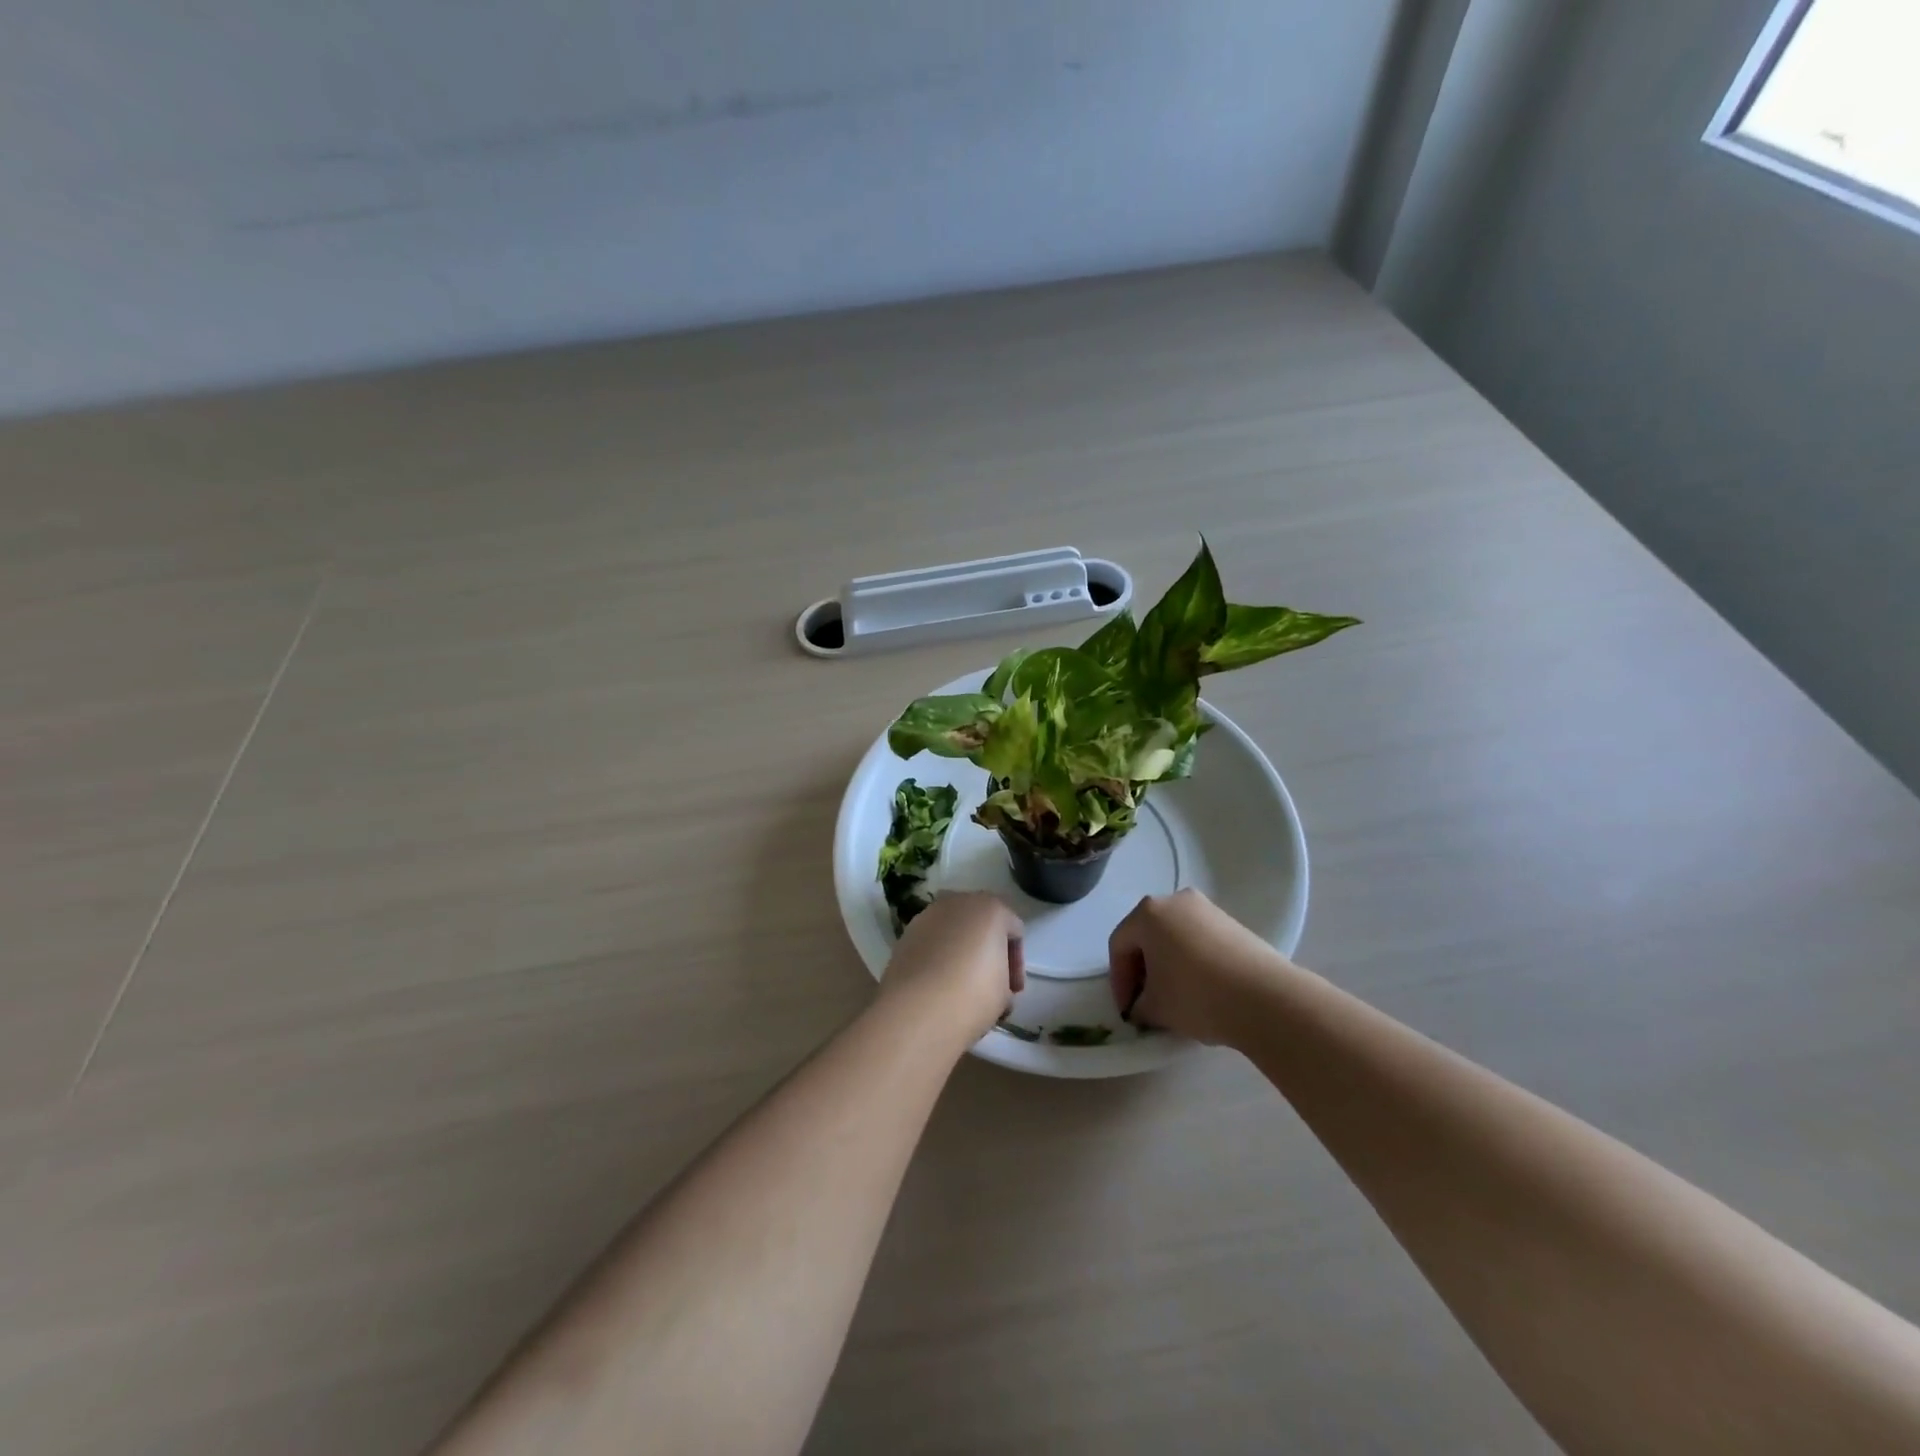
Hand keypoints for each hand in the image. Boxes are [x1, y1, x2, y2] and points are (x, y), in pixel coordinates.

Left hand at [879, 893, 1025, 1043]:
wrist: (916, 1010)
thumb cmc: (972, 996)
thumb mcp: (1005, 992)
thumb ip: (1004, 977)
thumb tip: (993, 981)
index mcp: (991, 908)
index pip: (1014, 930)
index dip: (1017, 963)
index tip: (1012, 990)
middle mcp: (958, 902)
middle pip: (982, 924)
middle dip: (988, 952)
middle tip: (991, 985)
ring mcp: (928, 915)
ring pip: (954, 931)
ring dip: (962, 952)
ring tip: (962, 987)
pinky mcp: (906, 934)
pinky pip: (932, 942)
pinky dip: (938, 956)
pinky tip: (938, 984)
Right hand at [1108, 888, 1292, 1044]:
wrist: (1266, 998)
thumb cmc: (1197, 996)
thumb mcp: (1155, 1008)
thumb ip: (1138, 1005)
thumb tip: (1143, 1006)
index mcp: (1148, 912)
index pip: (1119, 945)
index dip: (1119, 981)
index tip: (1127, 1010)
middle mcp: (1175, 900)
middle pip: (1147, 935)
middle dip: (1142, 969)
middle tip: (1145, 1002)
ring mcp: (1207, 909)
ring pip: (1174, 936)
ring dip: (1167, 964)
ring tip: (1174, 997)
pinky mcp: (1233, 923)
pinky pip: (1199, 940)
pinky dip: (1191, 961)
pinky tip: (1200, 989)